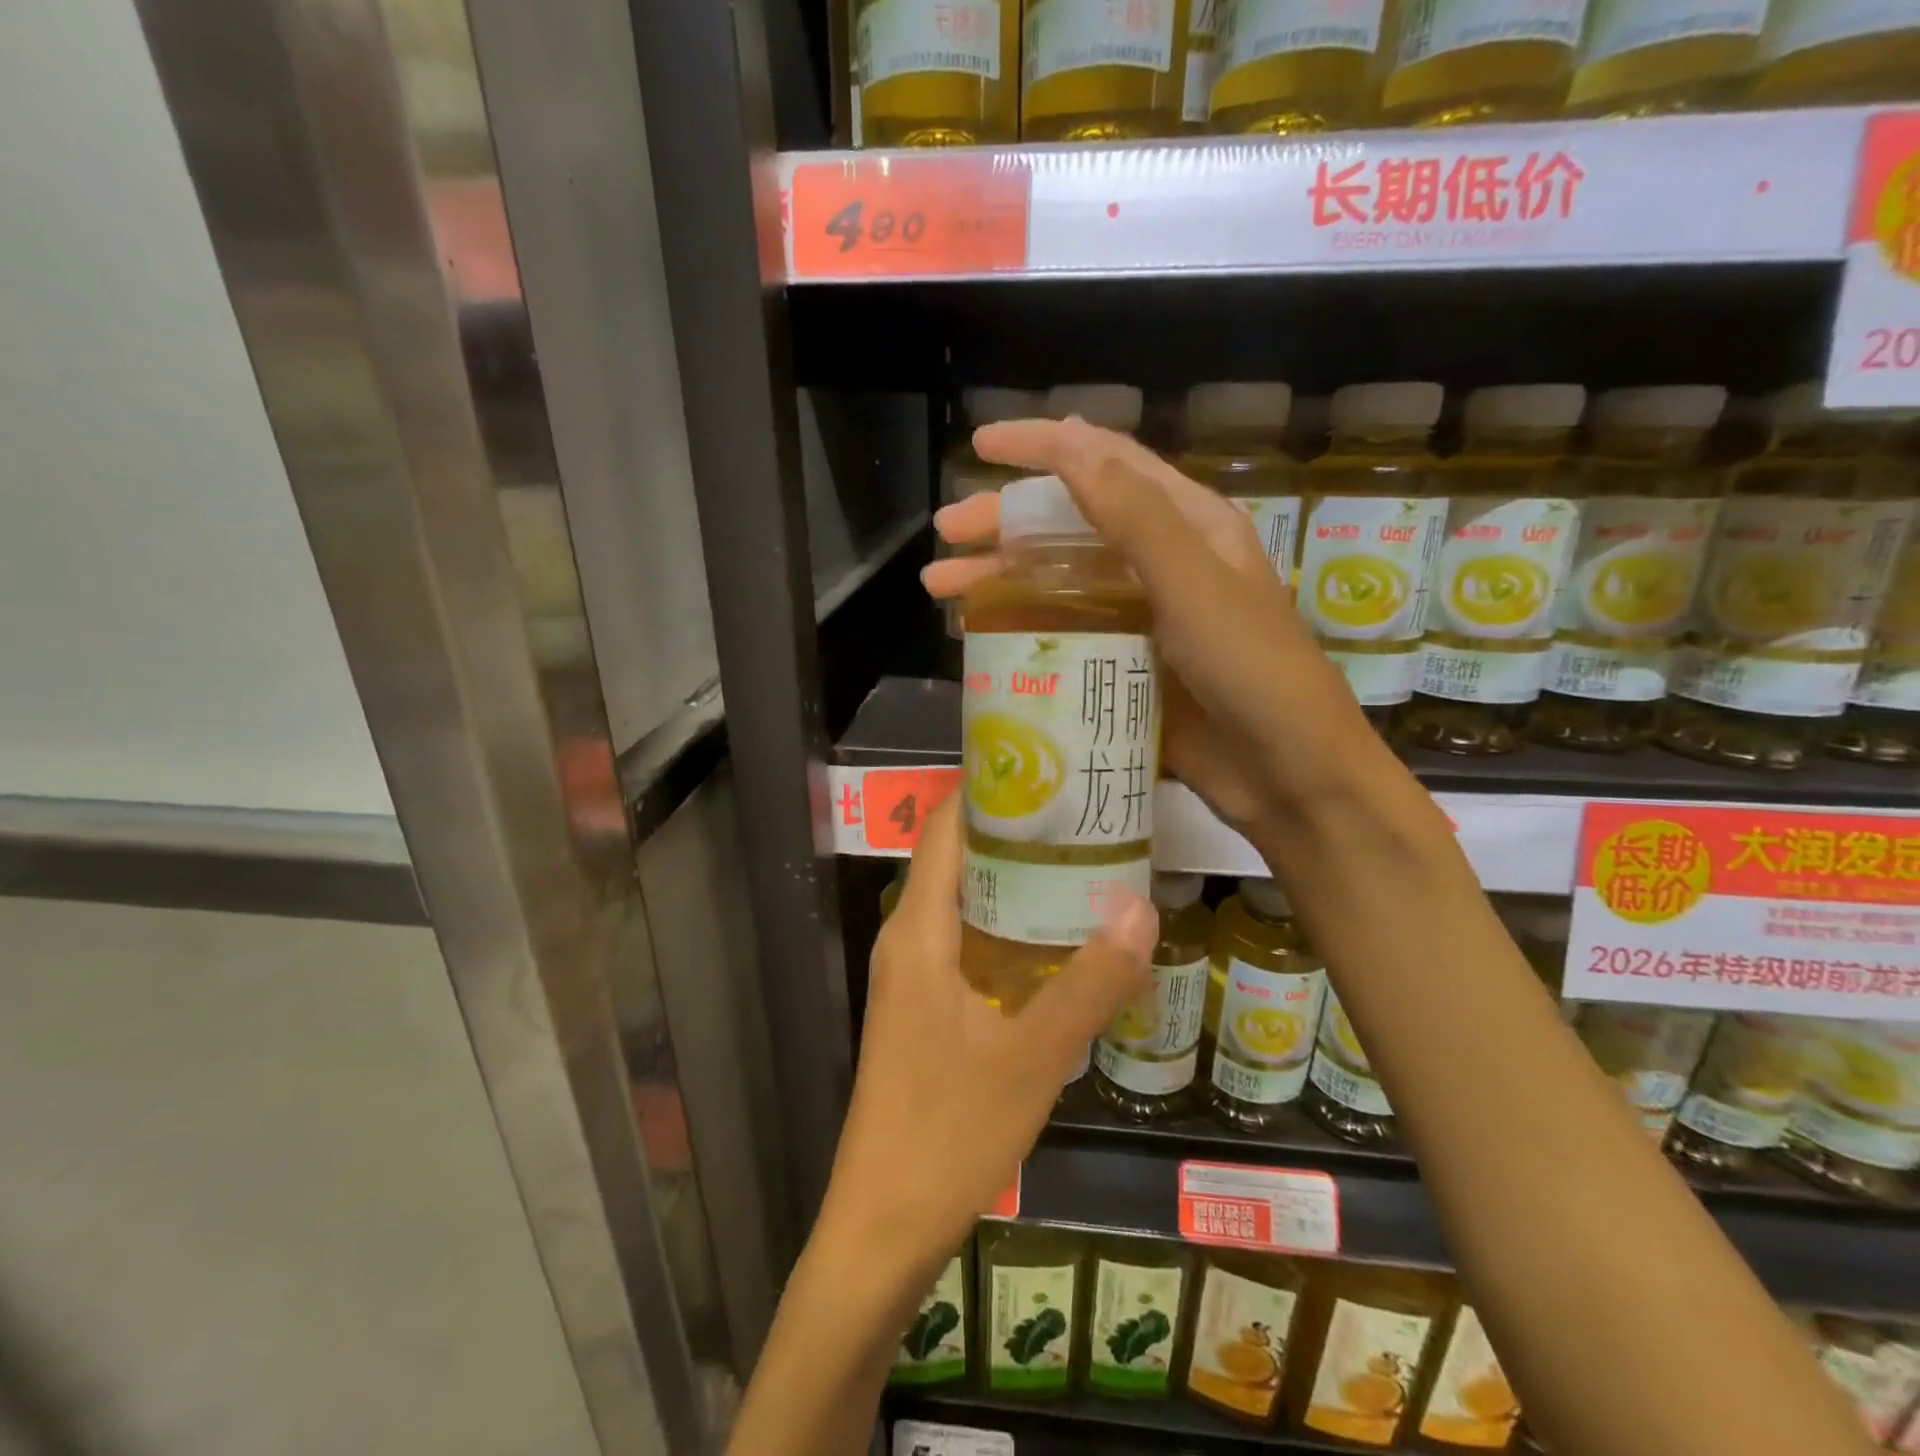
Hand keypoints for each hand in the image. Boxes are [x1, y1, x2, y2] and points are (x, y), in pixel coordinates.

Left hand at [817, 793, 1156, 1279]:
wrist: (883, 1224)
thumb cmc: (949, 1133)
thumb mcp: (1033, 1057)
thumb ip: (1089, 982)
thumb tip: (1142, 905)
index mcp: (918, 931)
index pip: (947, 828)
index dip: (991, 790)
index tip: (1051, 769)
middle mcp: (907, 938)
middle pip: (958, 857)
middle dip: (1016, 831)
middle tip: (1087, 812)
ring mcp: (912, 975)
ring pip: (963, 901)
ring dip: (1014, 879)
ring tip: (1084, 859)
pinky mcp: (923, 1007)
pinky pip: (965, 940)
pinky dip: (1007, 924)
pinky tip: (1058, 937)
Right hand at [925, 417, 1405, 839]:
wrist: (1289, 774)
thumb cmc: (1254, 670)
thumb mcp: (1194, 584)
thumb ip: (1133, 515)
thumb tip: (1069, 441)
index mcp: (1187, 524)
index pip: (1106, 463)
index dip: (1043, 446)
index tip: (981, 443)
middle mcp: (1160, 561)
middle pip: (1069, 523)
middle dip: (1004, 522)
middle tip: (944, 534)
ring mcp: (1141, 617)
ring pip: (1059, 579)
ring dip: (1000, 576)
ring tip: (939, 587)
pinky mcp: (1126, 665)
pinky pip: (1064, 632)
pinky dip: (1023, 626)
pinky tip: (981, 635)